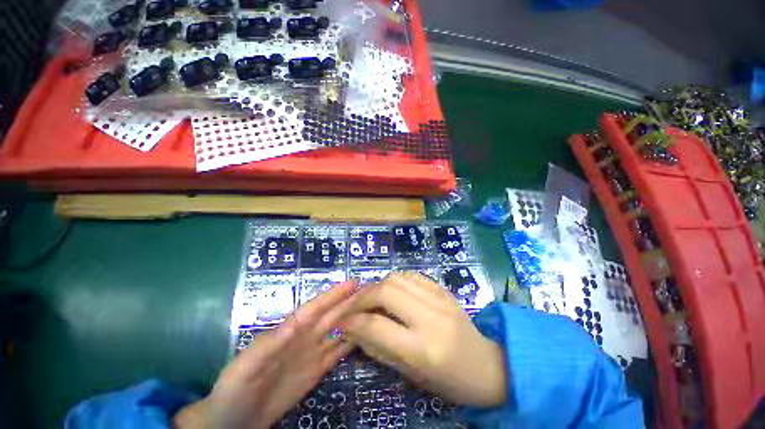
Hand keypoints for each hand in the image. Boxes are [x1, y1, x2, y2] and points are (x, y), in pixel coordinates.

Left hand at [173, 281, 359, 428]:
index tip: (354, 283)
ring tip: (373, 308)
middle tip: (372, 290)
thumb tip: (295, 324)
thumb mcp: (246, 367)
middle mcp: (305, 337)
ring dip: (355, 318)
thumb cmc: (235, 388)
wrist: (234, 420)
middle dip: (351, 301)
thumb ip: (267, 345)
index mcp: (290, 331)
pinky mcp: (317, 370)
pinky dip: (352, 342)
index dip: (334, 294)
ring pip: (339, 330)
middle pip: (332, 315)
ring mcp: (313, 353)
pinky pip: (338, 352)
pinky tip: (365, 335)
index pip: (316, 308)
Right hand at [342, 272, 506, 407]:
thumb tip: (352, 330)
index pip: (377, 326)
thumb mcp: (410, 374)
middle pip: (386, 292)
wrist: (487, 365)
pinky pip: (412, 276)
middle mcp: (431, 317)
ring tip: (370, 298)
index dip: (353, 322)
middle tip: (353, 306)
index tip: (341, 321)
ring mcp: (439, 298)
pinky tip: (391, 291)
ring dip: (378, 285)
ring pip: (397, 278)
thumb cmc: (449, 380)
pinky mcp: (443, 289)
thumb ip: (378, 349)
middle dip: (363, 297)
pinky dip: (395, 280)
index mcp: (423, 349)